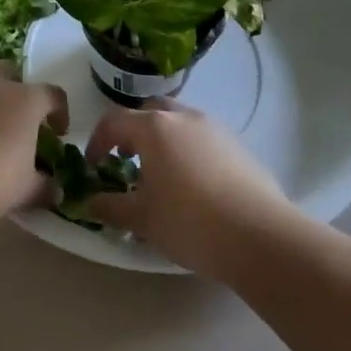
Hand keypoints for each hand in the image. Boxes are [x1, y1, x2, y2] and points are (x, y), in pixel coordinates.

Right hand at [84, 98, 292, 275]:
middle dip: (133, 132)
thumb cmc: (190, 222)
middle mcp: (184, 118)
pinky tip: (193, 186)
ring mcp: (215, 129)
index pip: (113, 121)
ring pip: (179, 122)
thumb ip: (109, 206)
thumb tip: (88, 202)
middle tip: (127, 162)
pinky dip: (188, 151)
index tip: (93, 167)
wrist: (262, 238)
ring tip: (161, 177)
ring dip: (162, 140)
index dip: (97, 142)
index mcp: (154, 128)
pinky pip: (202, 138)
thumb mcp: (141, 219)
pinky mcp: (239, 146)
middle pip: (149, 111)